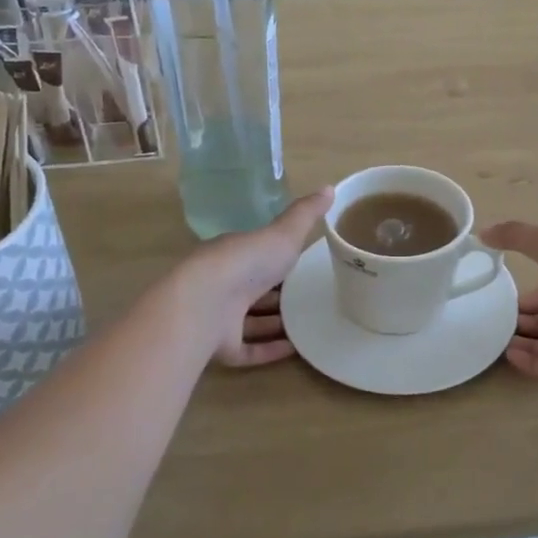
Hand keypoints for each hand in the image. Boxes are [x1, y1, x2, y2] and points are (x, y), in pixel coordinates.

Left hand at [183, 188, 332, 367]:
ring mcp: (220, 318)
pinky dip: (269, 350)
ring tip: (310, 325)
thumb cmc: (246, 262)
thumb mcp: (283, 233)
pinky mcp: (221, 347)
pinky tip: (296, 349)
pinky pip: (248, 350)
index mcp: (235, 255)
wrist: (206, 304)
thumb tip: (330, 187)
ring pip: (250, 321)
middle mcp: (224, 285)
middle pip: (253, 289)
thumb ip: (306, 214)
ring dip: (276, 324)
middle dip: (278, 294)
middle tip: (312, 298)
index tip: (302, 263)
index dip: (277, 258)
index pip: (256, 255)